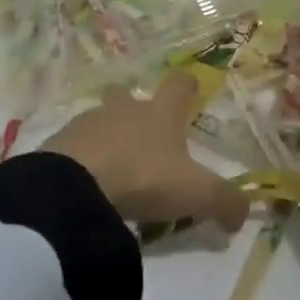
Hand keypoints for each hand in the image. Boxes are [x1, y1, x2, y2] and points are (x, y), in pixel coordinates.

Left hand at [43, 72, 248, 232]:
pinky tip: (86, 184)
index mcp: (160, 113)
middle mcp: (124, 109)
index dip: (187, 85)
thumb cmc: (143, 178)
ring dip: (107, 137)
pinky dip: (82, 160)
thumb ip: (225, 203)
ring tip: (113, 169)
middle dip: (133, 105)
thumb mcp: (195, 195)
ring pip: (100, 120)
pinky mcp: (57, 144)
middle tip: (142, 131)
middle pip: (127, 93)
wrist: (75, 188)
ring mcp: (87, 123)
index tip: (190, 88)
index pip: (178, 84)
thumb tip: (242, 214)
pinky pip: (74, 147)